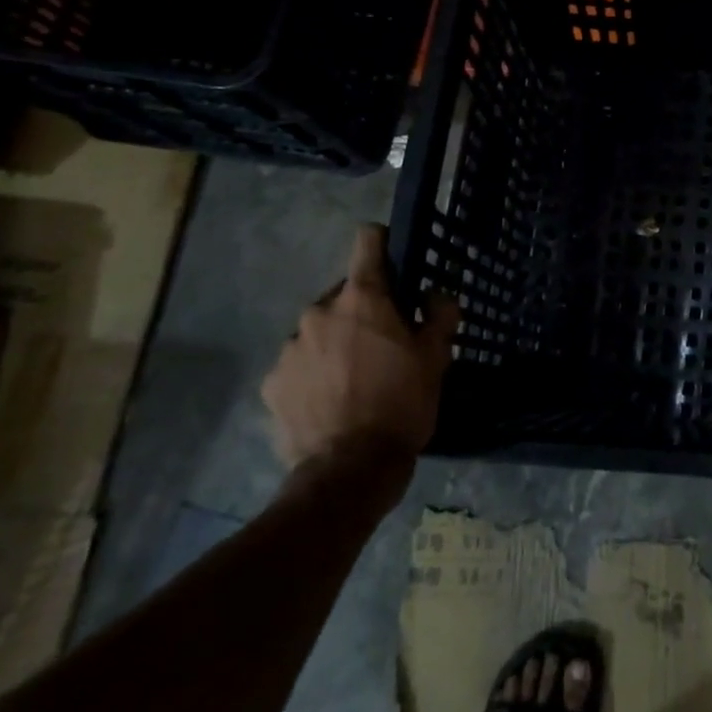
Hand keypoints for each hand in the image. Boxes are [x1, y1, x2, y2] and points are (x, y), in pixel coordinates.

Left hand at [262, 225, 459, 468]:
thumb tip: (434, 294)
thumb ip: (440, 314)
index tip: (395, 261)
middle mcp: (319, 312)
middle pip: (345, 294)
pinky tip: (333, 400)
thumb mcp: (436, 357)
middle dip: (364, 310)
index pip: (367, 241)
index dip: (383, 243)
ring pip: (320, 331)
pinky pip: (299, 365)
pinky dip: (315, 373)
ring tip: (357, 379)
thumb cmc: (401, 403)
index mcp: (362, 298)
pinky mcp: (271, 384)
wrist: (350, 469)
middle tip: (386, 343)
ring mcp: (289, 349)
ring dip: (337, 342)